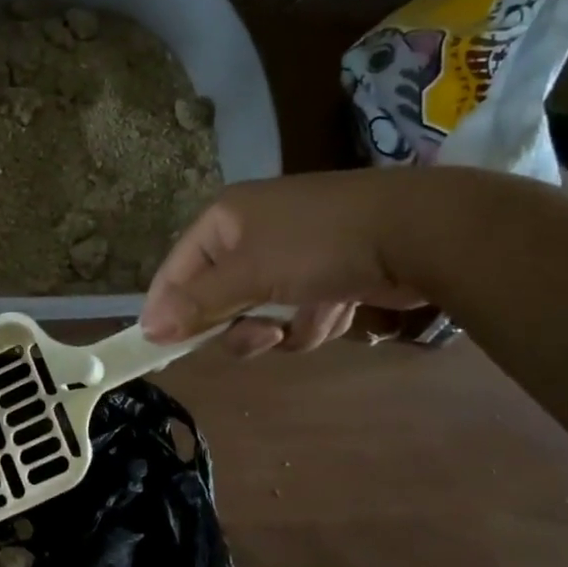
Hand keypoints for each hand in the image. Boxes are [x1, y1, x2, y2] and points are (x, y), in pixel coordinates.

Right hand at [141, 171, 433, 356]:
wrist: (418, 232)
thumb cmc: (319, 244)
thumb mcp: (250, 274)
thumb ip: (199, 303)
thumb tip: (149, 328)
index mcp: (225, 220)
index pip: (177, 270)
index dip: (168, 308)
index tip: (161, 346)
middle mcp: (251, 234)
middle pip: (219, 298)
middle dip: (240, 323)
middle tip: (262, 337)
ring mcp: (291, 255)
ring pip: (260, 314)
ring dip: (281, 328)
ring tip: (309, 322)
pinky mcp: (324, 275)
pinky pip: (296, 315)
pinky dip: (313, 321)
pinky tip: (338, 310)